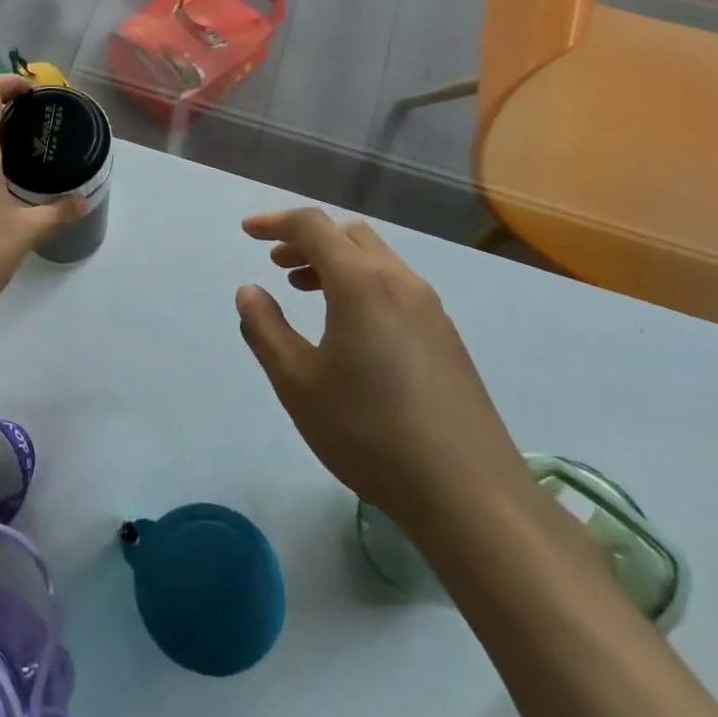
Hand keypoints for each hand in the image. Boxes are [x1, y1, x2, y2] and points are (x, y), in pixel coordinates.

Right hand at [234, 207, 529, 522]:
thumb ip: (265, 329)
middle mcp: (400, 282)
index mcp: (361, 283)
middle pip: (348, 234)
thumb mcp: (297, 382)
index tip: (247, 232)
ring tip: (303, 290)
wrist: (470, 494)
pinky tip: (348, 327)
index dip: (275, 222)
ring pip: (375, 259)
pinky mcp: (446, 337)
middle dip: (307, 239)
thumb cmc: (369, 432)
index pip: (313, 226)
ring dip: (334, 261)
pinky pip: (394, 286)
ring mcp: (431, 309)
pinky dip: (360, 283)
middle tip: (276, 264)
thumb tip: (250, 292)